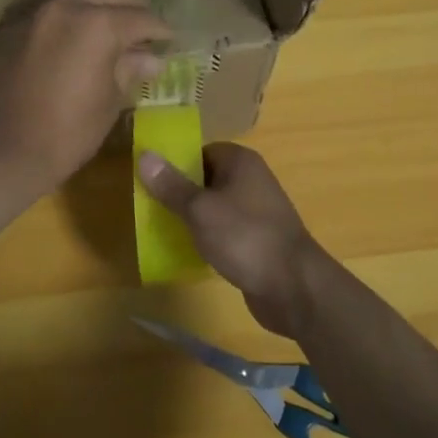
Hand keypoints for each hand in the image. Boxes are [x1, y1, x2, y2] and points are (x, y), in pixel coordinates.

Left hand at [0, 0, 171, 189]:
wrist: (5, 149)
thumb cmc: (70, 131)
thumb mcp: (110, 101)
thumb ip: (130, 69)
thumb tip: (151, 59)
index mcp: (99, 24)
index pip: (142, 17)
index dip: (161, 30)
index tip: (170, 41)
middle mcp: (67, 6)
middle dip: (132, 8)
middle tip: (141, 34)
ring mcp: (36, 13)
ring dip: (98, 11)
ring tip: (108, 39)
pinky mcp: (12, 28)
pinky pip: (50, 14)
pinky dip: (68, 24)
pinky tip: (73, 47)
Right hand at [137, 143, 319, 337]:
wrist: (293, 286)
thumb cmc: (245, 237)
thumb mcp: (201, 210)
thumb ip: (171, 185)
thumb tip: (144, 155)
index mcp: (240, 162)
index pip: (200, 151)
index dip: (175, 163)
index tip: (149, 180)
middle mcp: (251, 180)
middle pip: (206, 179)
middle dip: (179, 193)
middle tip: (148, 207)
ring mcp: (256, 211)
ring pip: (214, 207)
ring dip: (192, 218)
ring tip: (161, 229)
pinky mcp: (256, 240)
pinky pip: (224, 231)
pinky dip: (207, 238)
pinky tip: (187, 251)